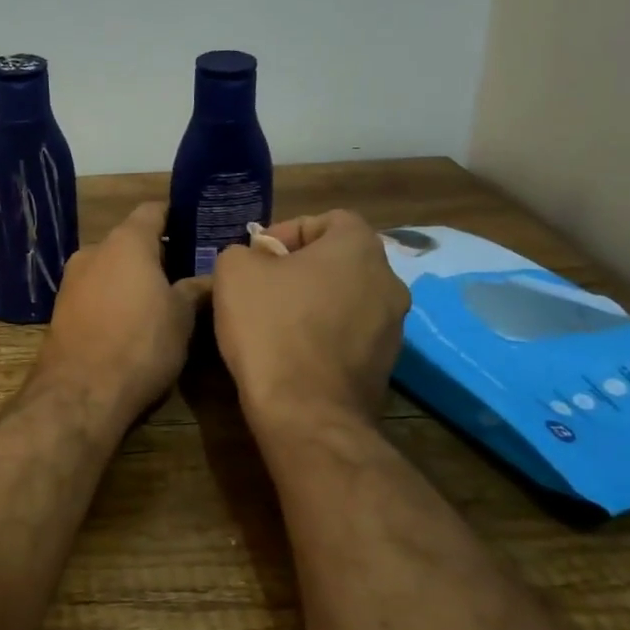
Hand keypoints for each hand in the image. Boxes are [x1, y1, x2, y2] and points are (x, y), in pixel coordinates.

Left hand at [35, 202, 209, 422]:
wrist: (81, 392)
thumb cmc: (141, 344)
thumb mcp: (181, 317)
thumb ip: (195, 290)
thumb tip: (210, 278)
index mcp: (126, 242)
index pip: (153, 210)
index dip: (176, 216)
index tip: (197, 229)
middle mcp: (94, 251)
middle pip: (129, 240)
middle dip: (155, 254)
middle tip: (185, 273)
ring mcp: (72, 280)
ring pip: (110, 268)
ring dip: (131, 278)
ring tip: (160, 301)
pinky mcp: (61, 309)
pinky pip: (94, 292)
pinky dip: (113, 299)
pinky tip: (130, 323)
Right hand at [211, 209, 410, 424]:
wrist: (305, 410)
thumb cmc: (271, 326)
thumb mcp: (235, 271)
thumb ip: (244, 252)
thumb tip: (254, 261)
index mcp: (359, 248)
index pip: (330, 219)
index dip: (289, 231)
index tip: (259, 256)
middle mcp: (389, 281)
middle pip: (340, 261)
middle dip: (301, 268)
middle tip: (264, 286)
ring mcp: (394, 327)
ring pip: (347, 298)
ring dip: (315, 302)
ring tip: (275, 322)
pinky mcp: (386, 365)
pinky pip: (350, 335)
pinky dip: (324, 336)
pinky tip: (292, 352)